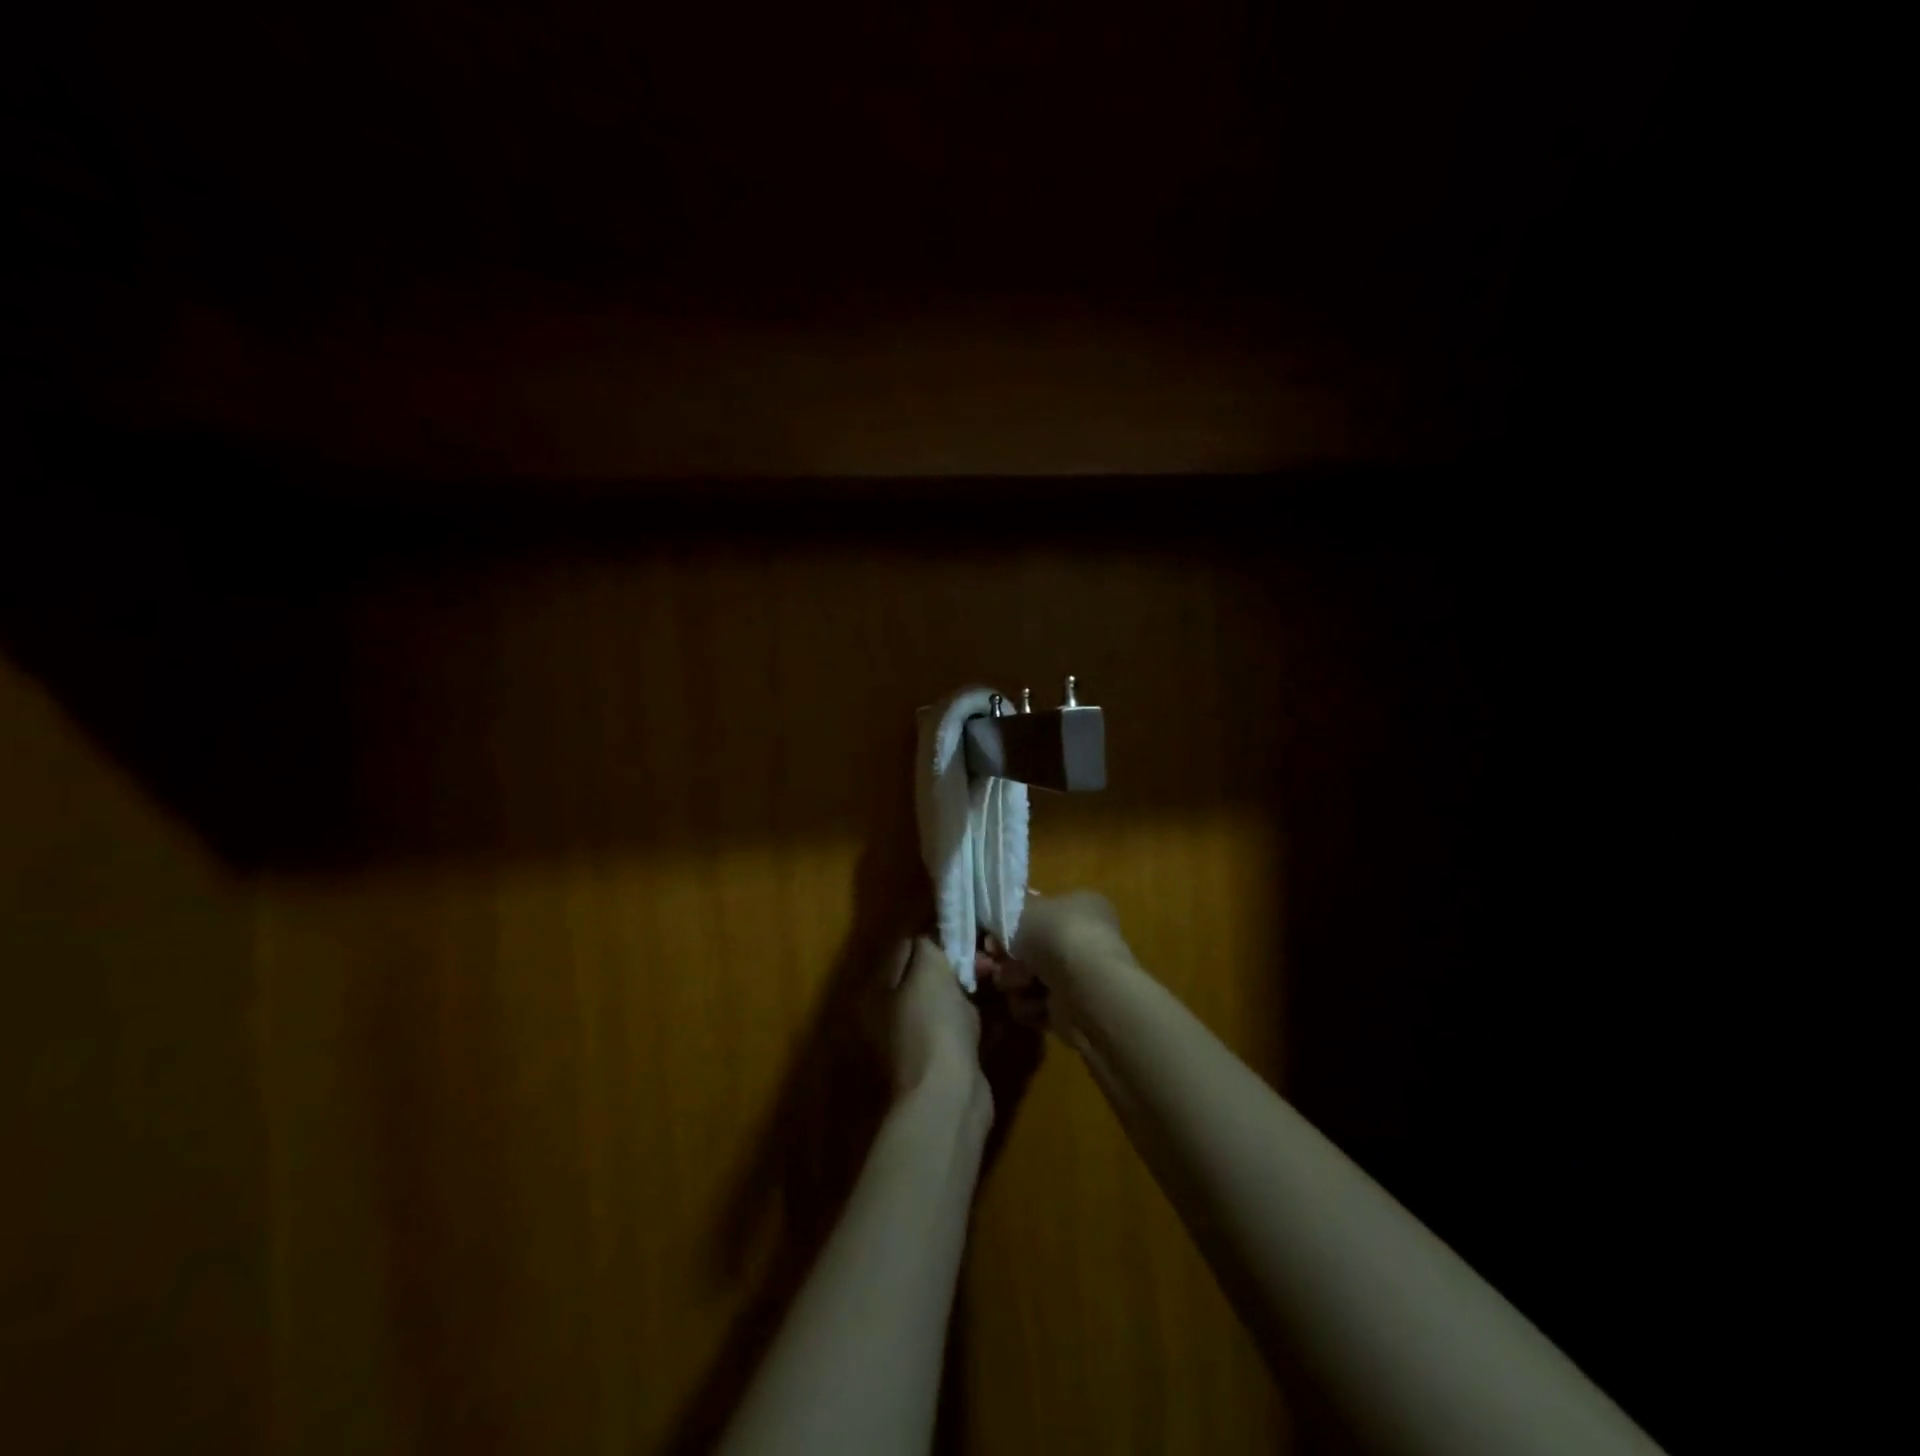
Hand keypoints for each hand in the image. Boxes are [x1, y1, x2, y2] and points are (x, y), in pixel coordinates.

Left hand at [888, 936, 989, 1111]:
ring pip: (952, 999)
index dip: (937, 932)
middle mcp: (897, 1013)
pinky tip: (1005, 1003)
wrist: (949, 1097)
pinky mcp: (950, 1058)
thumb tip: (935, 932)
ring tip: (1000, 972)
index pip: (909, 947)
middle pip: (931, 974)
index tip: (968, 922)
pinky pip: (967, 1026)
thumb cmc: (933, 1025)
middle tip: (989, 952)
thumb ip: (929, 944)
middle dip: (961, 960)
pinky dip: (985, 1015)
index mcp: (883, 991)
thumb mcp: (927, 970)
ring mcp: (924, 1038)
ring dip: (975, 986)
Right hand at [976, 891, 1134, 1046]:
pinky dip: (1030, 1006)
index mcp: (1079, 905)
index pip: (1038, 912)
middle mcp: (1083, 938)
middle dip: (1006, 959)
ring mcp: (1080, 975)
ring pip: (1029, 979)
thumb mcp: (1020, 909)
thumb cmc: (1054, 935)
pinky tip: (1033, 1004)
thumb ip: (1003, 913)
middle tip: (990, 963)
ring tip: (1016, 985)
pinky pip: (1038, 1006)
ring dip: (1015, 983)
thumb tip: (996, 924)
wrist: (1086, 987)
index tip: (990, 935)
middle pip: (1030, 949)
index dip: (1010, 924)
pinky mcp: (1074, 1010)